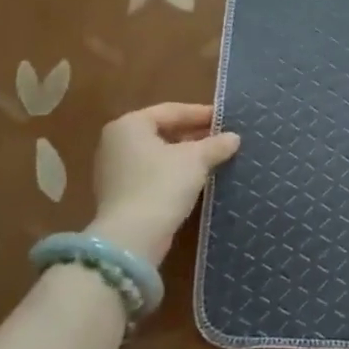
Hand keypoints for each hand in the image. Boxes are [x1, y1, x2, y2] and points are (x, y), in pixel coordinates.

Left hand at [88, 103, 239, 264]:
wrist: (132, 237)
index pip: (171, 111)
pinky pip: (151, 174)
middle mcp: (115, 142)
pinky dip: (173, 172)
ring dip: (185, 155)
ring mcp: (114, 170)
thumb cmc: (162, 185)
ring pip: (158, 154)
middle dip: (193, 135)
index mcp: (129, 125)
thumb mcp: (196, 160)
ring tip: (214, 158)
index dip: (201, 114)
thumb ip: (215, 145)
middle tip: (221, 138)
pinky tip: (195, 179)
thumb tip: (234, 138)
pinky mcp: (119, 194)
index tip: (225, 119)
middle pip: (162, 131)